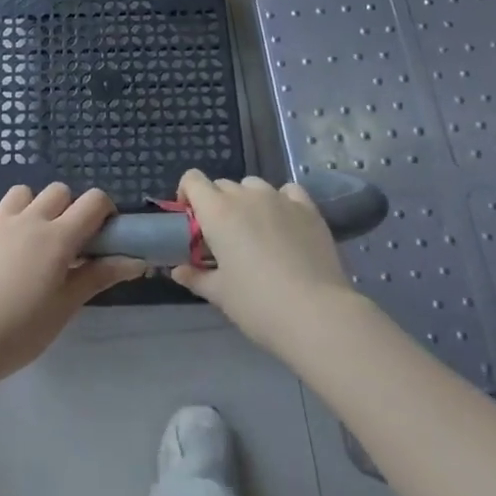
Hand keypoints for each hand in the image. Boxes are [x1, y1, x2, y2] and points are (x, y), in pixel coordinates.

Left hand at [0, 183, 145, 381]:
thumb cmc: (23, 330)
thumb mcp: (67, 306)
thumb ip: (100, 276)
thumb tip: (137, 261)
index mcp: (58, 236)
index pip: (93, 201)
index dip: (104, 210)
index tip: (102, 233)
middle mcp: (29, 219)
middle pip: (58, 191)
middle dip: (68, 208)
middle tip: (65, 242)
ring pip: (20, 192)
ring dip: (30, 206)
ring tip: (28, 235)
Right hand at [171, 171, 358, 352]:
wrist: (317, 315)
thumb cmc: (258, 304)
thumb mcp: (220, 294)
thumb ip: (195, 277)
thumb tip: (178, 271)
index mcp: (218, 212)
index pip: (192, 180)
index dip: (187, 195)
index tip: (191, 221)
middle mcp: (246, 196)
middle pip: (222, 185)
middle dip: (217, 204)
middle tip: (222, 238)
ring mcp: (280, 199)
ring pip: (254, 186)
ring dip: (247, 201)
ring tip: (255, 232)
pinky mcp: (308, 209)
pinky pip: (287, 191)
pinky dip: (280, 201)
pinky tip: (285, 223)